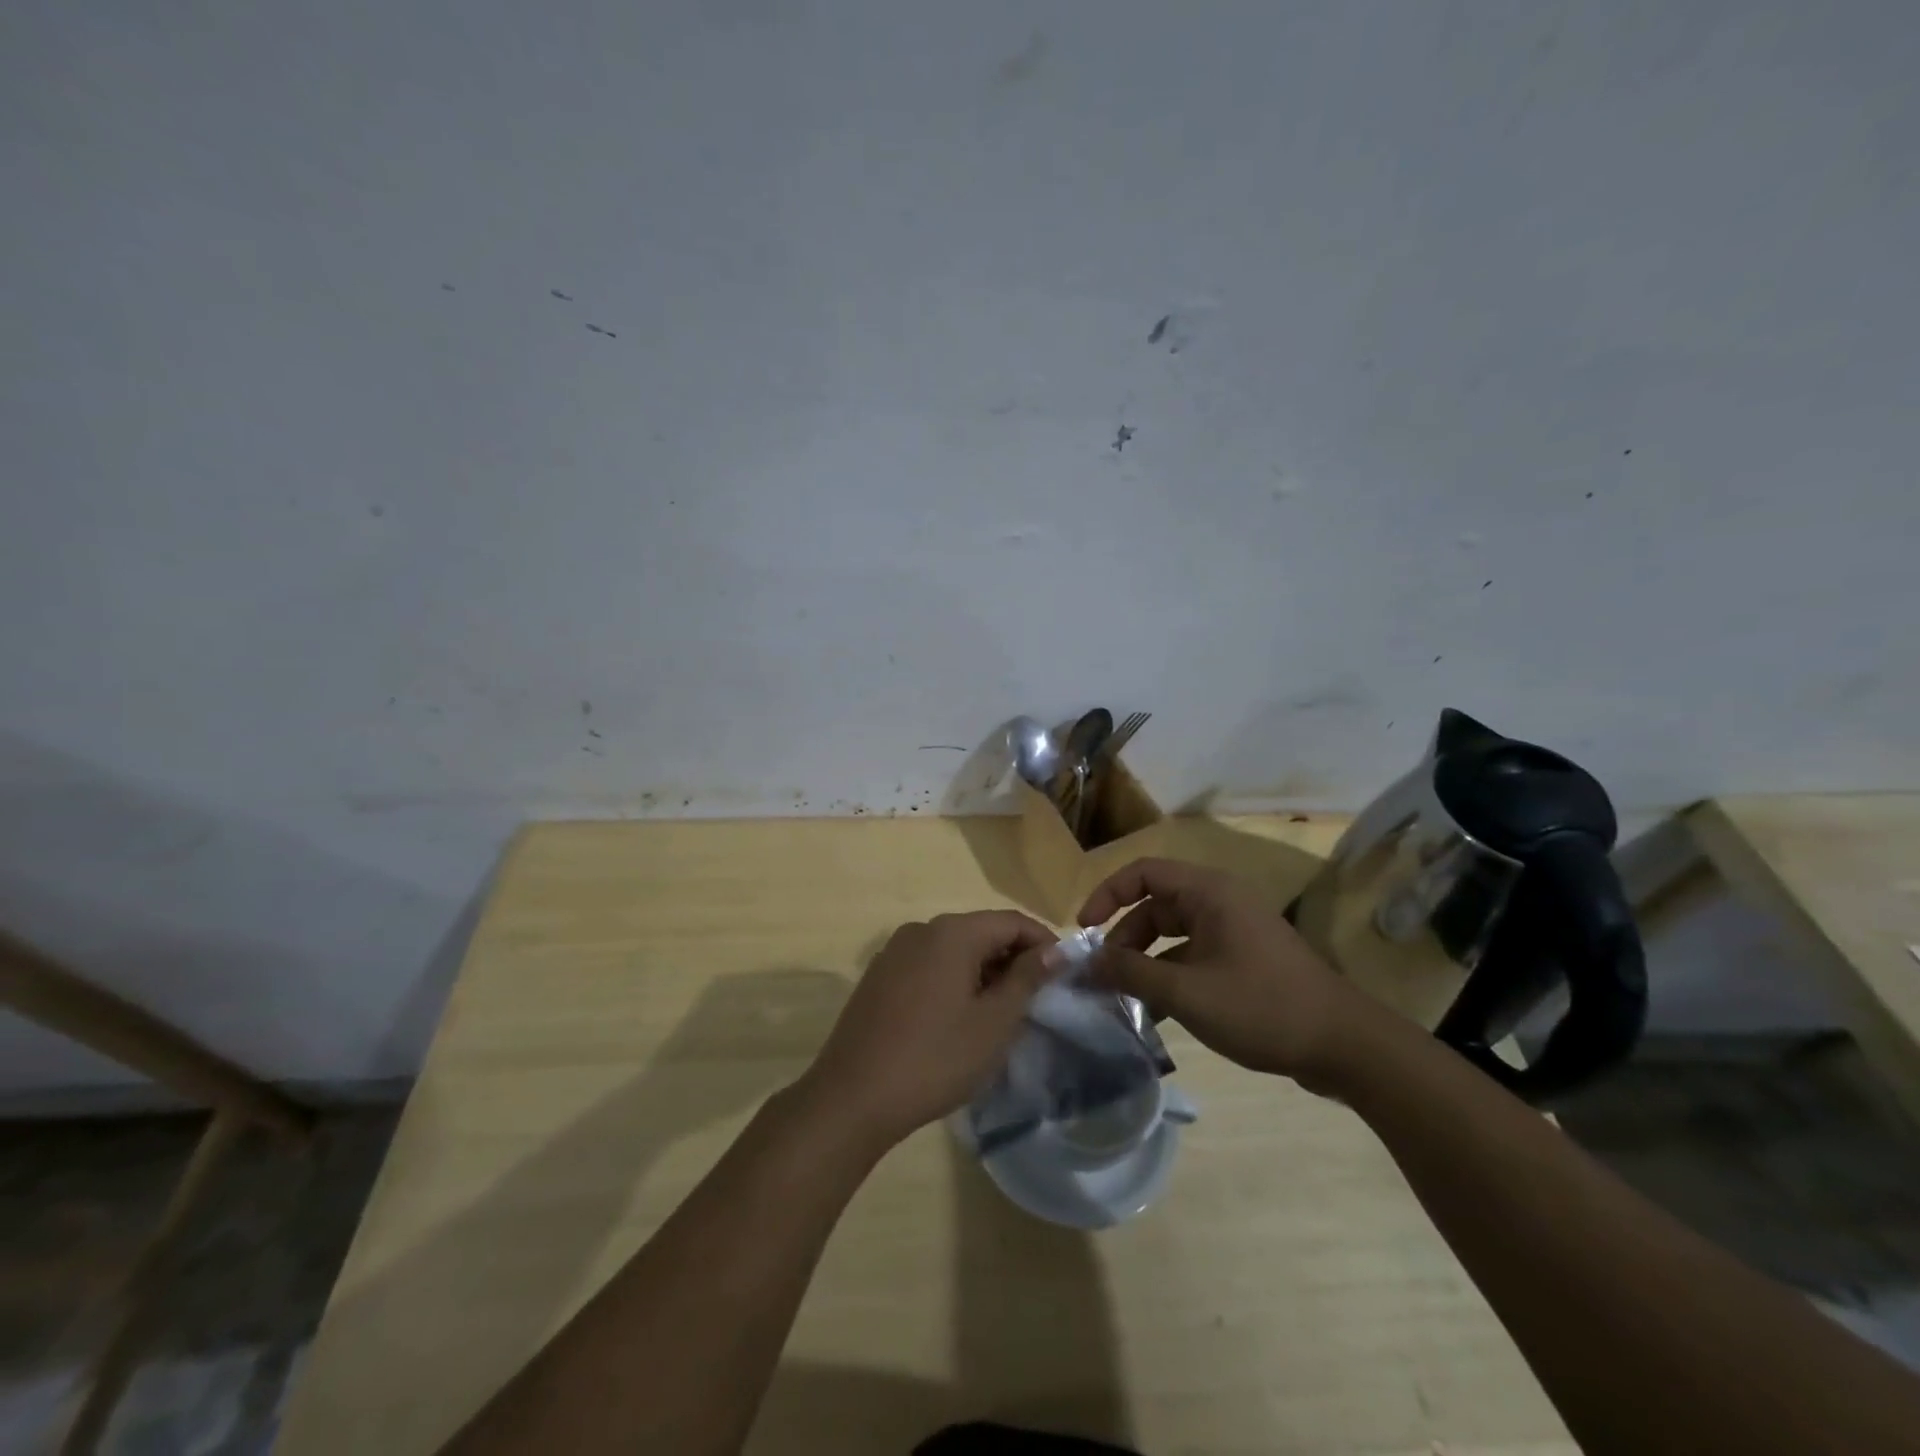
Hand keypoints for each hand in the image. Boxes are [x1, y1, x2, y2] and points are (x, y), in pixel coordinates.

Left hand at [799, 910, 1058, 1146]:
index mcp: (952, 932)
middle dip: (1013, 958)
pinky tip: (959, 1016)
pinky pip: (928, 965)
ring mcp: (895, 951)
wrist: (852, 1097)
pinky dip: (953, 979)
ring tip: (1001, 1011)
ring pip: (954, 949)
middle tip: (1036, 998)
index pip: (1011, 921)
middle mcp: (921, 929)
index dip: (1043, 942)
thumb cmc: (935, 1058)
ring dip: (983, 971)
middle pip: (981, 931)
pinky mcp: (879, 976)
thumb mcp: (994, 1023)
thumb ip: (1026, 979)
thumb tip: (1053, 950)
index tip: (1063, 974)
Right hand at [1079, 858, 1377, 1090]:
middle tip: (1104, 973)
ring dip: (1146, 960)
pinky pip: (1194, 955)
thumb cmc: (1262, 1007)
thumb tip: (1087, 963)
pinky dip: (1171, 975)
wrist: (1346, 1046)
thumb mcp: (1187, 993)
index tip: (1084, 929)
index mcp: (1208, 893)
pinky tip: (1158, 1011)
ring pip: (1174, 934)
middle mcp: (1220, 902)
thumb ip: (1132, 974)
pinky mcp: (1245, 959)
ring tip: (1126, 996)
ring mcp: (1235, 931)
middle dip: (1125, 937)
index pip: (1143, 873)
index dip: (1108, 894)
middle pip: (1156, 904)